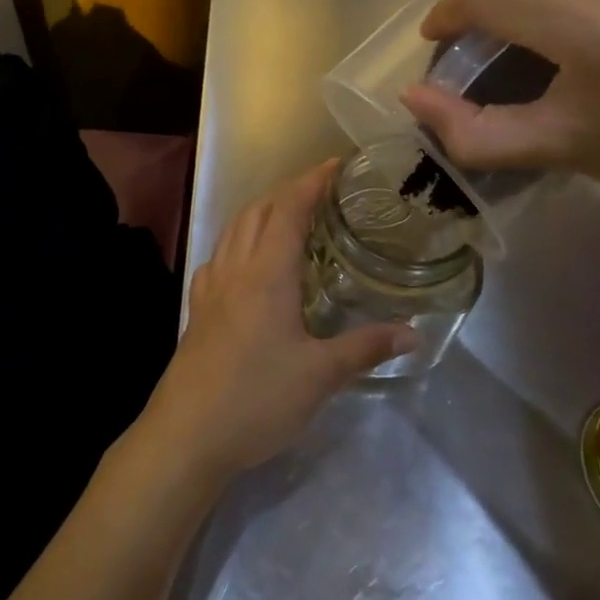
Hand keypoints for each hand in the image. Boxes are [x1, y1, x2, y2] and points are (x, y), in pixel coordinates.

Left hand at [137, 162, 416, 483]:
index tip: (337, 164)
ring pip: (234, 230)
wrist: (186, 435)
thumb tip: (413, 333)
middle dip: (288, 191)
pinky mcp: (198, 309)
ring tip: (290, 217)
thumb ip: (365, 348)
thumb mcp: (319, 375)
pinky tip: (249, 263)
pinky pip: (219, 256)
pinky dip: (239, 242)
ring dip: (261, 212)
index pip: (289, 209)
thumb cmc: (256, 399)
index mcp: (266, 272)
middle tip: (322, 191)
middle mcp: (235, 268)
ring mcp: (211, 287)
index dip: (312, 181)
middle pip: (258, 210)